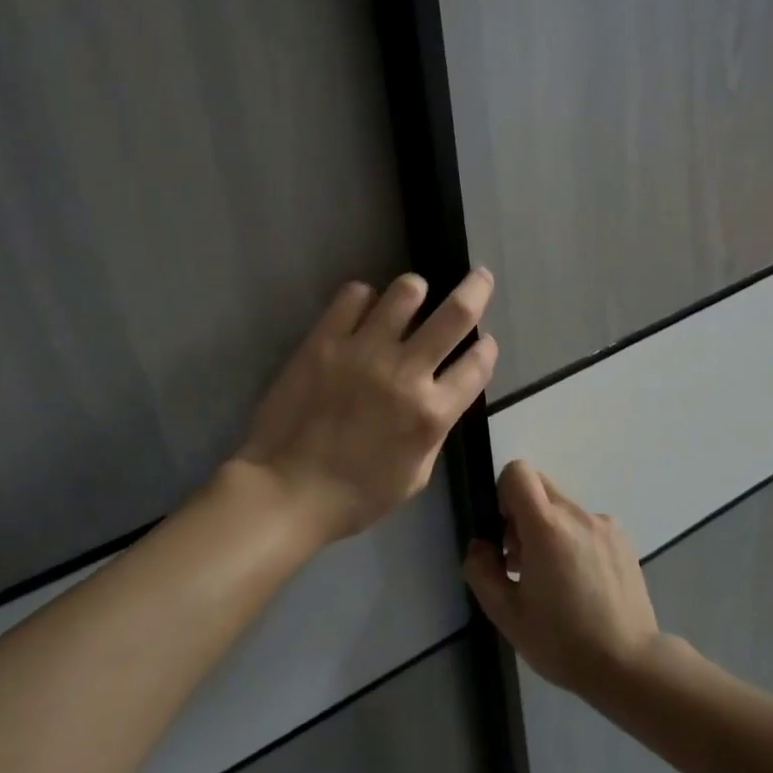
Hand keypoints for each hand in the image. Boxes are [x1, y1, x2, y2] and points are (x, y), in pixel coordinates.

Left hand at [232, 269, 498, 544]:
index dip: (487, 348)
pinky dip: (364, 298)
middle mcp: (405, 372)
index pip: (478, 362)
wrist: (286, 490)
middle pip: (457, 313)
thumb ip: (434, 431)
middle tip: (480, 277)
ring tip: (411, 296)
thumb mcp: (415, 476)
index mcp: (432, 413)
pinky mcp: (325, 340)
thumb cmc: (354, 495)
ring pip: (406, 292)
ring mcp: (363, 351)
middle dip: (476, 289)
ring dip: (415, 290)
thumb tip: (440, 397)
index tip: (483, 343)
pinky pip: (354, 295)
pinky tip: (362, 311)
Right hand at [463, 461, 662, 697]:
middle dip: (522, 513)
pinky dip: (575, 541)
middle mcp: (577, 515)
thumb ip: (482, 572)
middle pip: (540, 486)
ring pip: (563, 508)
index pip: (518, 472)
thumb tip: (480, 546)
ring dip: (550, 530)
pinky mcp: (623, 541)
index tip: (505, 532)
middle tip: (522, 559)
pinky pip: (587, 525)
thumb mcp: (507, 615)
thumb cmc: (562, 642)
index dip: (503, 494)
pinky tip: (581, 584)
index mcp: (547, 527)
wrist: (630, 666)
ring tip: (554, 578)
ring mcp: (605, 525)